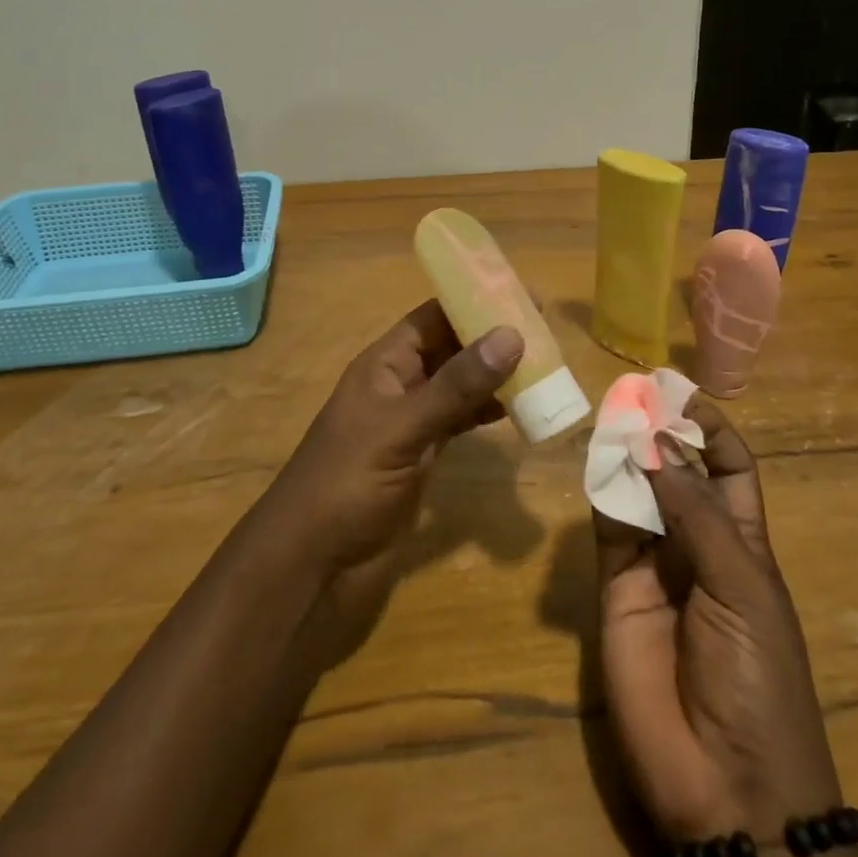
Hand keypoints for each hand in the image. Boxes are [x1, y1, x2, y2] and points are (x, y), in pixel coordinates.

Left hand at [260, 300, 522, 644]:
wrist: (313, 562)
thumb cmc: (348, 482)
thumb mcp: (403, 428)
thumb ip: (456, 386)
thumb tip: (511, 335)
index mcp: (385, 364)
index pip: (433, 317)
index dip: (471, 301)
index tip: (520, 294)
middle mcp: (399, 385)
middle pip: (450, 348)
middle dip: (491, 338)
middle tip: (544, 331)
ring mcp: (411, 421)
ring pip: (458, 385)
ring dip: (493, 376)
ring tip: (540, 367)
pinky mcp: (421, 455)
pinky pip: (459, 420)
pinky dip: (485, 412)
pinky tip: (514, 412)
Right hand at [595, 399, 841, 843]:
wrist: (724, 785)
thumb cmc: (757, 680)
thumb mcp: (742, 589)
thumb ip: (694, 516)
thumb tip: (658, 443)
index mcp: (743, 543)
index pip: (728, 468)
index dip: (710, 429)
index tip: (681, 393)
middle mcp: (696, 544)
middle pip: (677, 472)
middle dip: (660, 432)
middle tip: (633, 392)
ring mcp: (652, 566)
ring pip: (637, 492)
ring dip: (627, 455)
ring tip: (611, 415)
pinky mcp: (614, 587)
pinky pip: (607, 528)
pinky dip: (601, 492)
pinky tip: (597, 462)